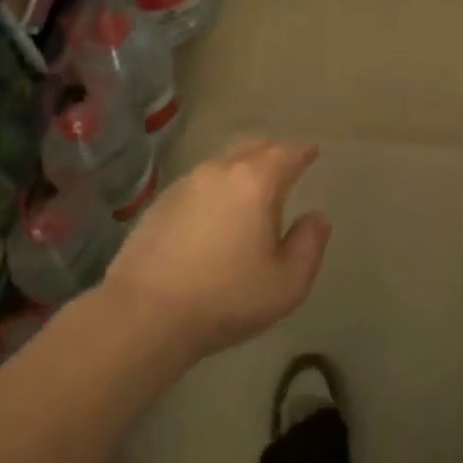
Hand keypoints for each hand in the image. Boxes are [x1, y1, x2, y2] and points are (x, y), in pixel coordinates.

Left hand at [104, 139, 331, 360]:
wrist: (145, 314)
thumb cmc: (226, 298)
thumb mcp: (287, 283)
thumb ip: (309, 245)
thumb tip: (317, 217)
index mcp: (256, 183)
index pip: (286, 154)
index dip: (302, 152)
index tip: (312, 152)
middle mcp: (220, 172)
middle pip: (252, 149)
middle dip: (272, 153)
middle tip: (285, 165)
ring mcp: (185, 184)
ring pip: (222, 163)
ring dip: (241, 169)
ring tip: (250, 189)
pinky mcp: (160, 203)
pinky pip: (198, 183)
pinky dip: (215, 188)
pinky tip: (214, 212)